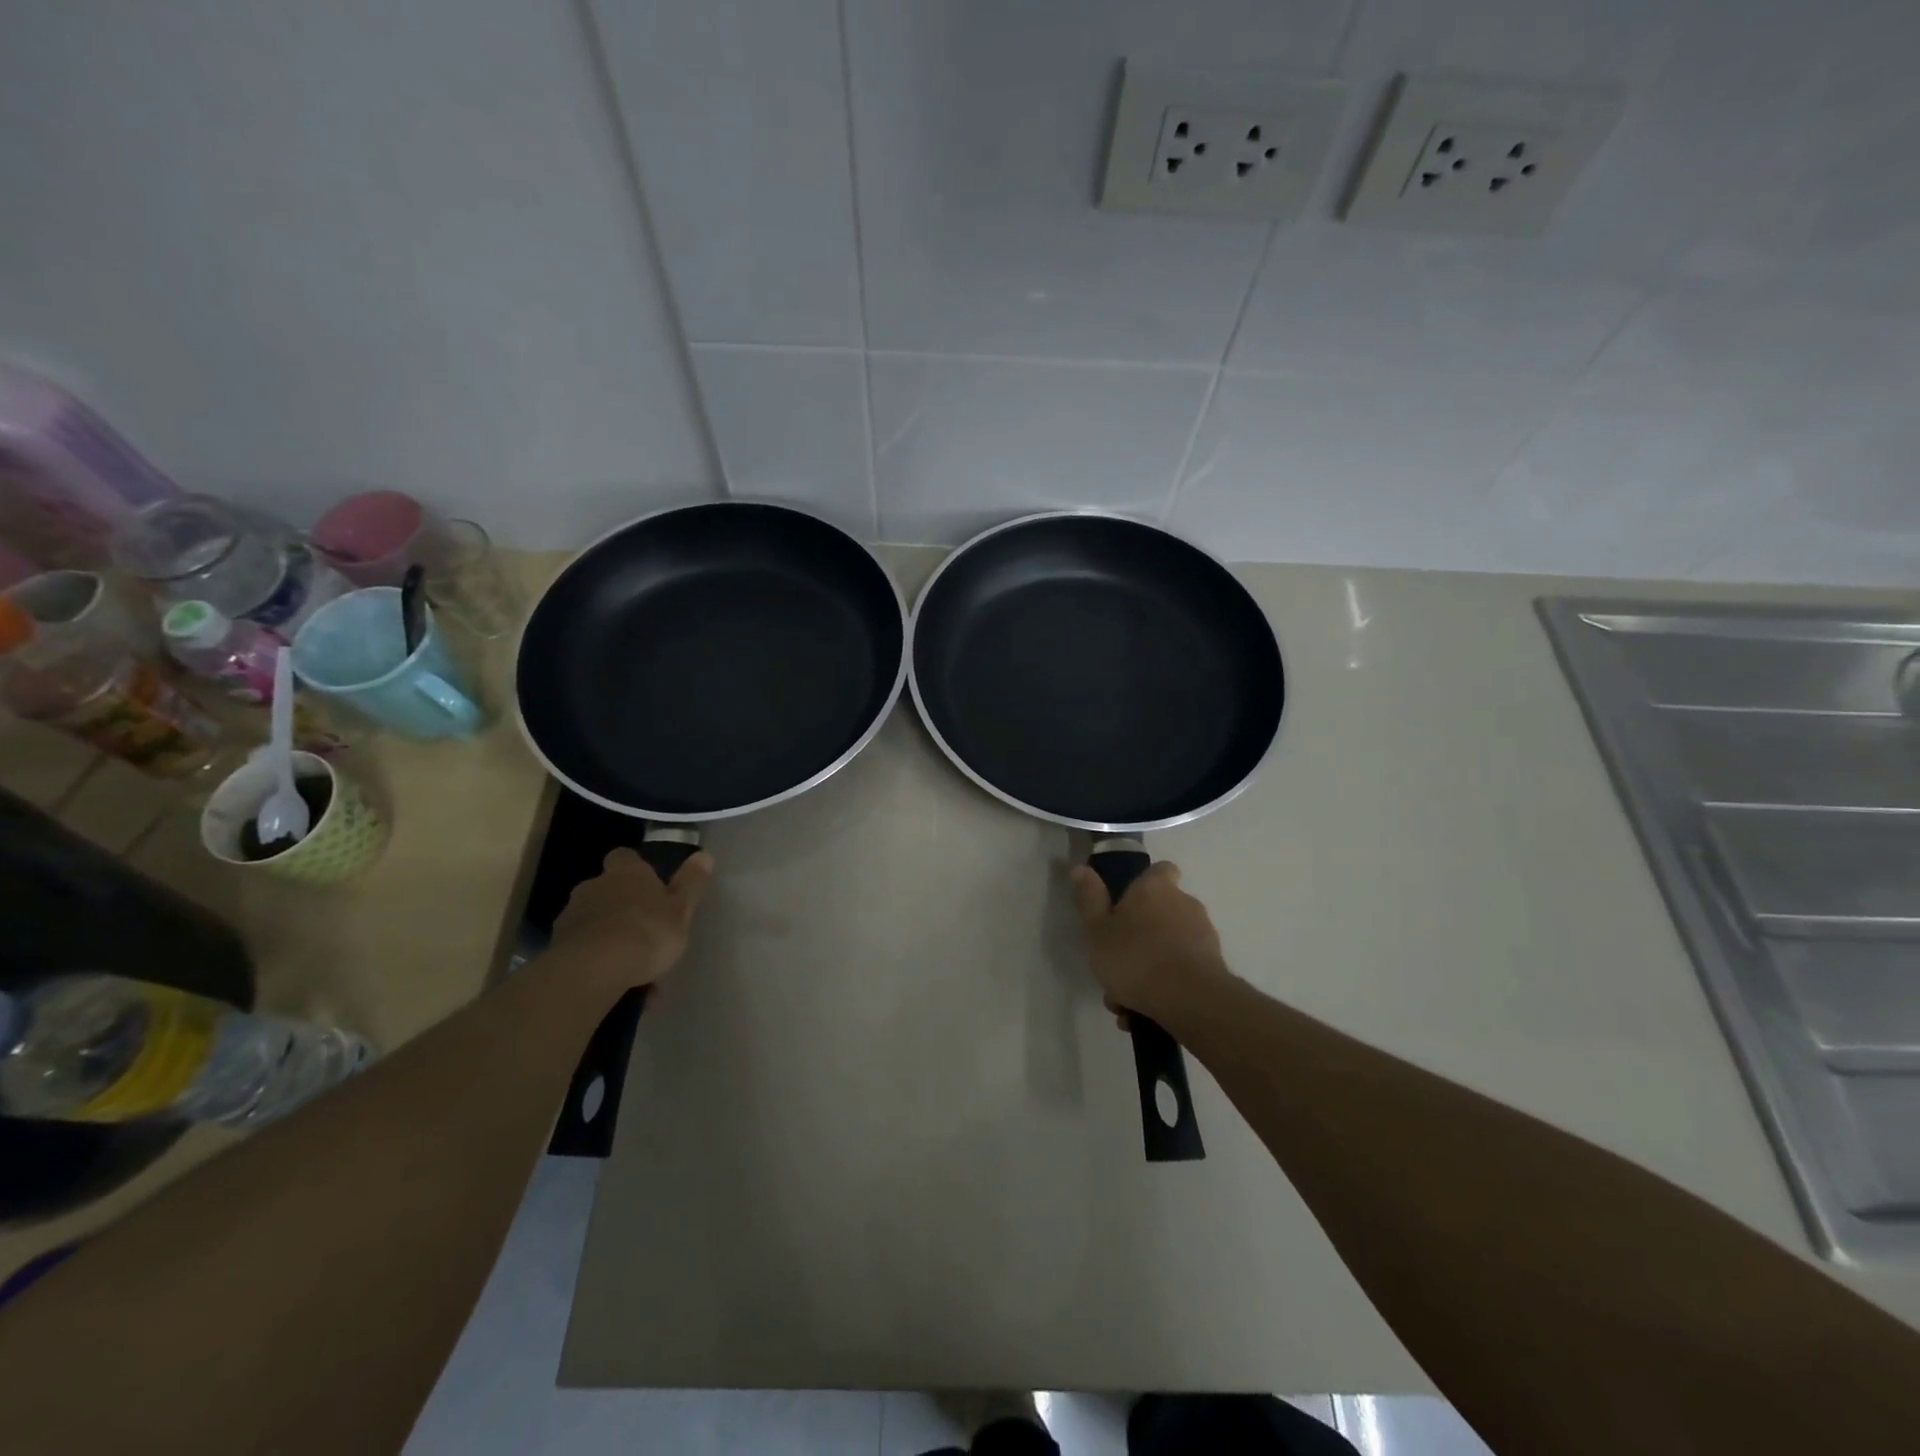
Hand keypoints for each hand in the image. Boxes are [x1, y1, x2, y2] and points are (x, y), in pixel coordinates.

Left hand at [549, 848, 713, 990]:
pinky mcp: (557, 947)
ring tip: (633, 967)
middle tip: (645, 930)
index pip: (624, 857)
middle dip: (622, 906)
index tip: (648, 883)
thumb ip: (691, 883)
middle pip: (607, 889)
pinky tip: (617, 983)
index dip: (635, 868)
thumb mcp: (681, 909)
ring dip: (610, 936)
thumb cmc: (646, 932)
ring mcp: (571, 916)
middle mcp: (594, 887)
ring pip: (595, 921)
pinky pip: (584, 949)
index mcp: (626, 873)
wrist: (592, 970)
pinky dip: (598, 961)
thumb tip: (704, 855)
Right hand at [1071, 861, 1228, 1022]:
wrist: (1191, 1001)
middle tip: (1117, 964)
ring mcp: (1203, 934)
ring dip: (1150, 967)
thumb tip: (1080, 868)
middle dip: (1140, 936)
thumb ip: (1089, 899)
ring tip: (1127, 1001)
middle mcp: (1185, 903)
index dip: (1145, 883)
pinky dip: (1166, 987)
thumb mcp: (1097, 930)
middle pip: (1161, 912)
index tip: (1128, 902)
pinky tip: (1145, 1012)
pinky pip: (1182, 971)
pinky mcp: (1214, 966)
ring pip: (1169, 946)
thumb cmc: (1136, 958)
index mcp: (1155, 888)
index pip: (1161, 869)